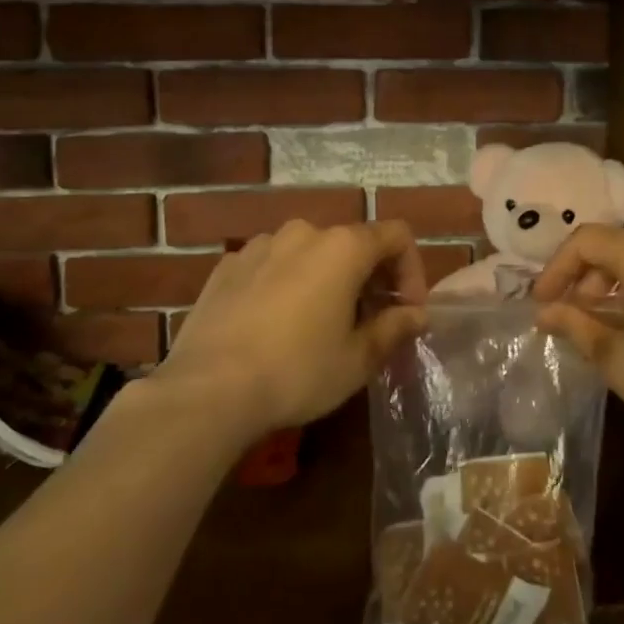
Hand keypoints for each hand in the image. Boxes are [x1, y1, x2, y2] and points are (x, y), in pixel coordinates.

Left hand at [155, 220, 426, 435]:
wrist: (206, 391)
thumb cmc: (297, 372)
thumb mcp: (358, 359)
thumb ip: (394, 328)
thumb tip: (418, 315)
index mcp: (343, 247)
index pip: (396, 236)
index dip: (412, 270)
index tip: (407, 311)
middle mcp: (304, 232)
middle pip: (353, 242)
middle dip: (370, 277)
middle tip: (369, 322)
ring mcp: (260, 245)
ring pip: (310, 253)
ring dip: (327, 279)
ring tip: (320, 324)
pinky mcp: (227, 266)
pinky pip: (271, 265)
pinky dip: (286, 284)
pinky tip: (275, 325)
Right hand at [534, 227, 623, 444]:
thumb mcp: (615, 357)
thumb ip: (575, 325)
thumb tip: (544, 312)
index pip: (585, 242)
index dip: (556, 269)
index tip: (541, 303)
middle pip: (614, 246)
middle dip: (585, 279)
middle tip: (570, 316)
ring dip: (613, 286)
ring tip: (602, 324)